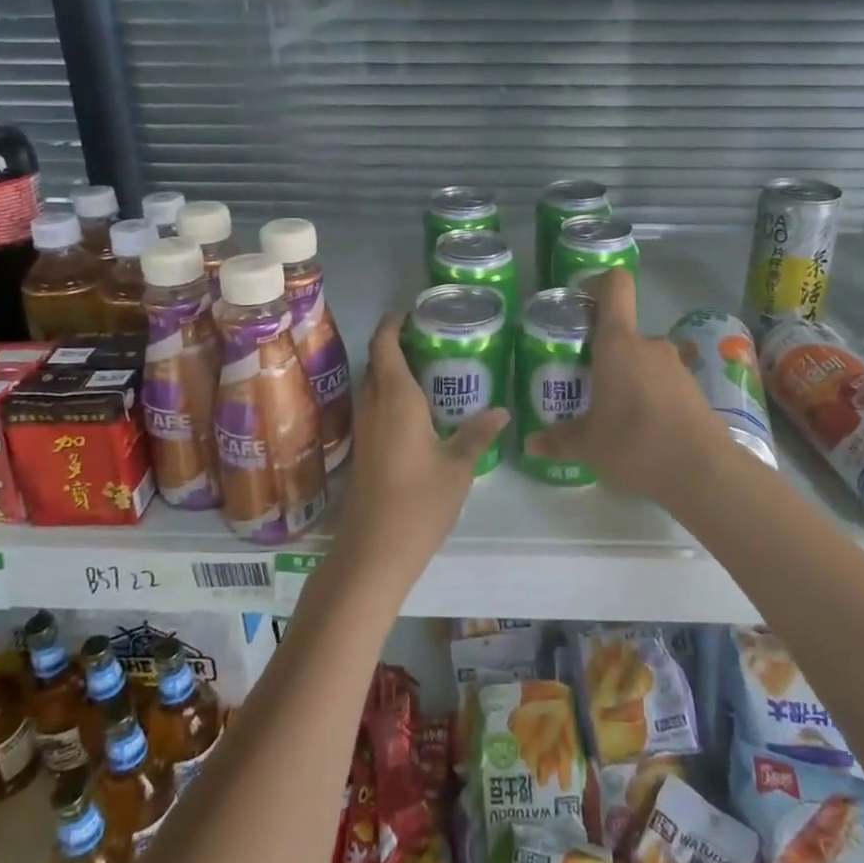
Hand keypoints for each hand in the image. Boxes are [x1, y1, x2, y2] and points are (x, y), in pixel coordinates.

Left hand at [332, 312, 507, 584]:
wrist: (373, 551)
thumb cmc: (419, 503)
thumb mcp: (458, 468)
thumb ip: (477, 434)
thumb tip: (501, 411)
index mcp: (396, 399)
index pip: (385, 345)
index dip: (393, 323)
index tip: (410, 311)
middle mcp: (373, 406)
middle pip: (375, 362)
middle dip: (393, 344)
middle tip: (428, 338)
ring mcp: (363, 430)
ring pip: (371, 385)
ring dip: (388, 370)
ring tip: (424, 368)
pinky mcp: (362, 450)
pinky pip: (372, 407)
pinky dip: (387, 396)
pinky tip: (414, 410)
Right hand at [522, 270, 728, 505]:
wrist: (702, 470)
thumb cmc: (635, 442)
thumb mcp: (588, 444)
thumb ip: (559, 439)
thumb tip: (531, 444)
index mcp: (618, 343)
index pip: (615, 286)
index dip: (598, 284)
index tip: (580, 303)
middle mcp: (648, 345)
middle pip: (622, 332)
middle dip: (602, 352)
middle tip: (583, 381)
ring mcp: (676, 365)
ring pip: (641, 359)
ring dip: (626, 376)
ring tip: (610, 410)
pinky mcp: (693, 389)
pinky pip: (661, 380)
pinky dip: (648, 394)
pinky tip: (639, 427)